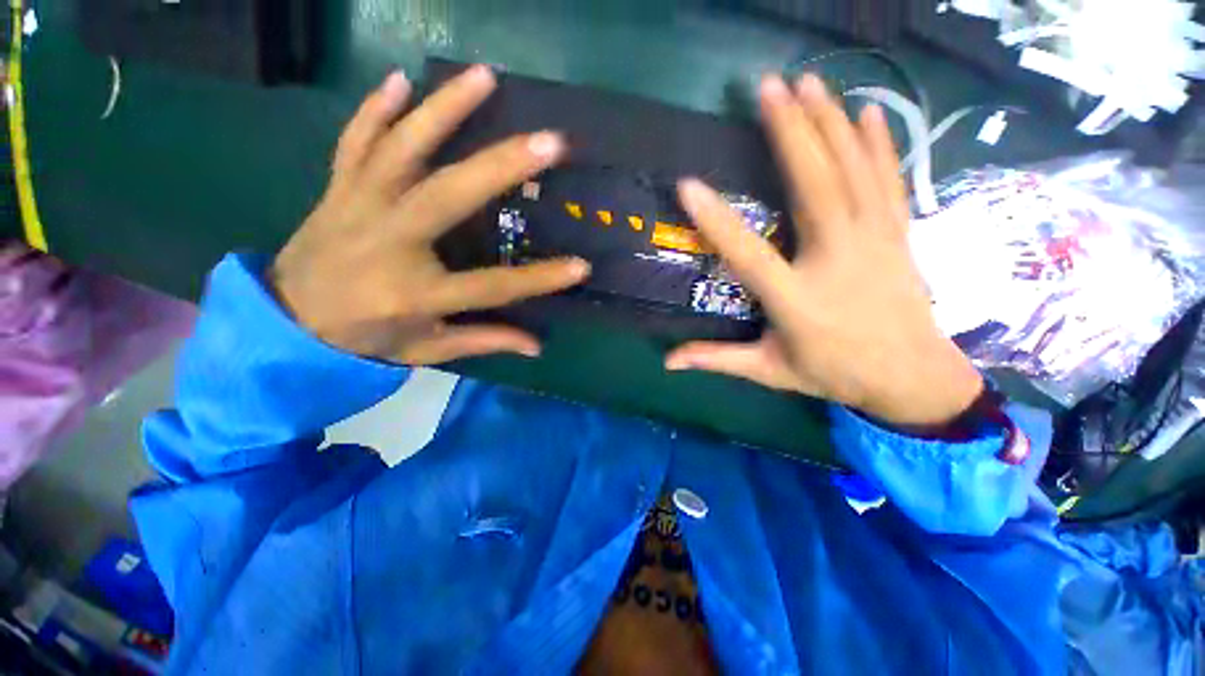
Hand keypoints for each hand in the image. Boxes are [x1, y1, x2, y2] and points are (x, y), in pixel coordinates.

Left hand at [271, 66, 589, 364]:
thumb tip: (536, 346)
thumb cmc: (365, 339)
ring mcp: (357, 206)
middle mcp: (388, 242)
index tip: (580, 267)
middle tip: (549, 142)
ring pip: (401, 149)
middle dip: (502, 167)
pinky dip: (375, 109)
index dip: (539, 278)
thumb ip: (483, 341)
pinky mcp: (337, 188)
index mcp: (415, 293)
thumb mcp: (427, 350)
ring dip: (443, 109)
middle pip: (448, 196)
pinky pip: (355, 141)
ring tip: (485, 77)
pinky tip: (401, 79)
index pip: (492, 285)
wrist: (286, 321)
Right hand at [666, 74, 982, 428]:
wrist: (912, 378)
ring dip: (829, 123)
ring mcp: (874, 242)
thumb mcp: (769, 370)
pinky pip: (888, 181)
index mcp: (796, 300)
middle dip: (790, 134)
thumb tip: (669, 361)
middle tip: (768, 87)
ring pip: (853, 173)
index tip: (688, 185)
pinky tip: (869, 111)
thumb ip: (718, 359)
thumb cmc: (833, 373)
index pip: (749, 255)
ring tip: (809, 82)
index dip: (716, 221)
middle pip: (814, 189)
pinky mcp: (897, 235)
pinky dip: (879, 144)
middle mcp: (836, 261)